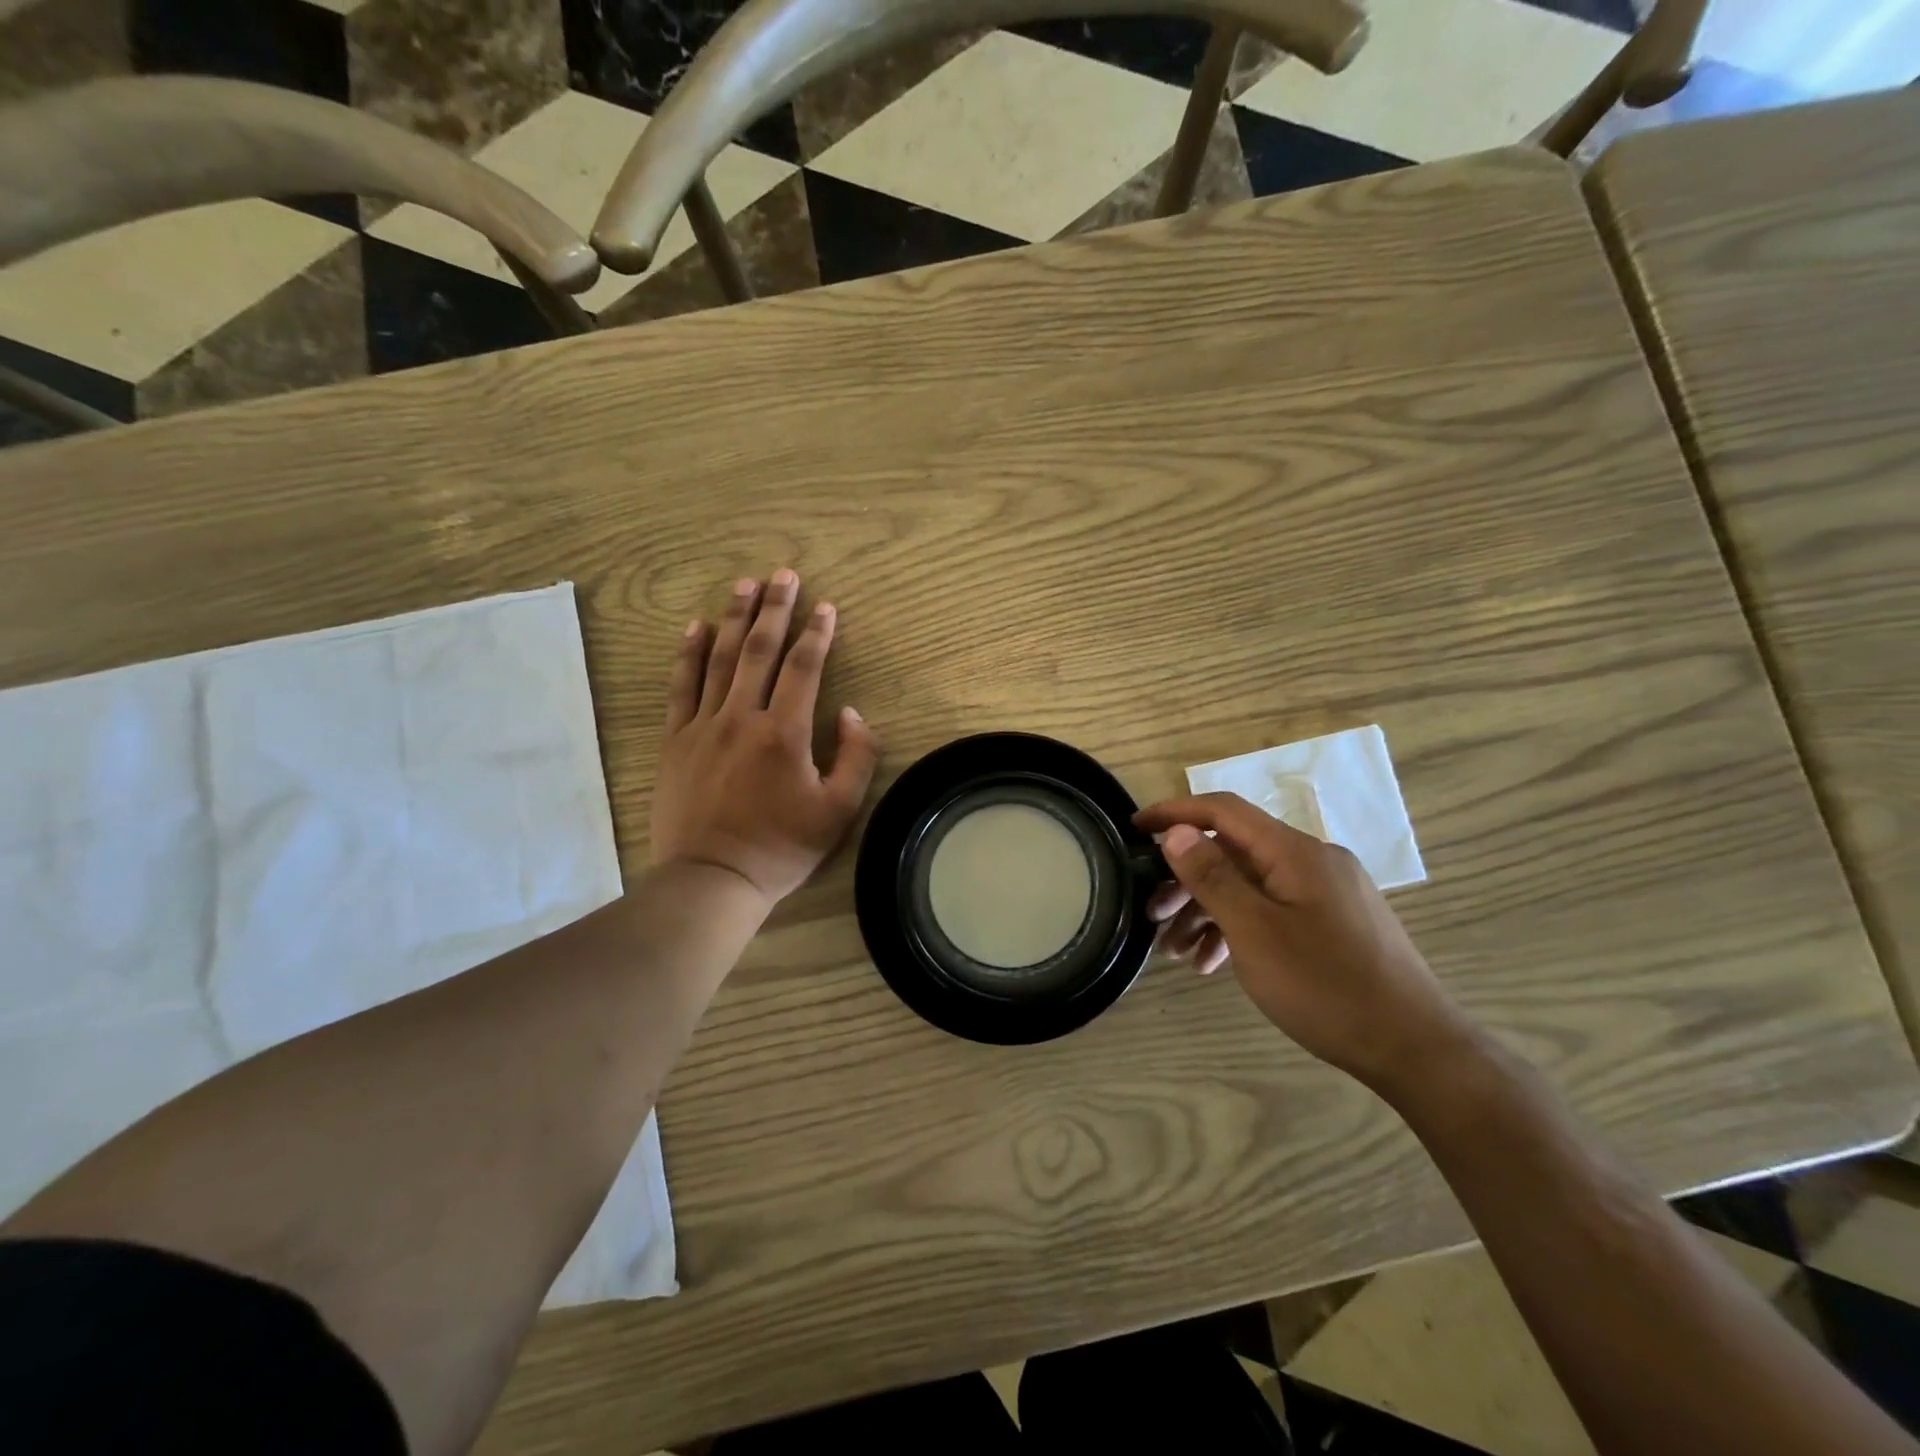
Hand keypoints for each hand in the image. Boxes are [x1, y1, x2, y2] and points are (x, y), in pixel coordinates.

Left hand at [652, 569, 880, 911]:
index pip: (804, 668)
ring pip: (720, 659)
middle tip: (783, 574)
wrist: (712, 879)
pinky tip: (695, 627)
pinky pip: (680, 686)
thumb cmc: (781, 848)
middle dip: (775, 609)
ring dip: (734, 618)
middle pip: (759, 650)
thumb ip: (856, 757)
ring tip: (744, 584)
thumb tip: (850, 713)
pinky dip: (688, 653)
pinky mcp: (675, 740)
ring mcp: (703, 726)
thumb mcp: (839, 811)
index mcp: (785, 733)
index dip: (818, 633)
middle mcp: (742, 717)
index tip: (826, 606)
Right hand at [1135, 793, 1467, 1090]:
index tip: (1135, 830)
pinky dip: (1239, 929)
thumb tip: (1177, 832)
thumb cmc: (1326, 986)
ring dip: (1209, 912)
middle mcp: (1312, 861)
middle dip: (1187, 880)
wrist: (1415, 1049)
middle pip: (1233, 853)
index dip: (1175, 813)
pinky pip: (1273, 910)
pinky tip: (1217, 964)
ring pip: (1251, 886)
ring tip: (1179, 954)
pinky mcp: (1333, 924)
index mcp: (1295, 852)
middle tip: (1152, 916)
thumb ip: (1212, 877)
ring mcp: (1326, 894)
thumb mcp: (1255, 932)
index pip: (1223, 811)